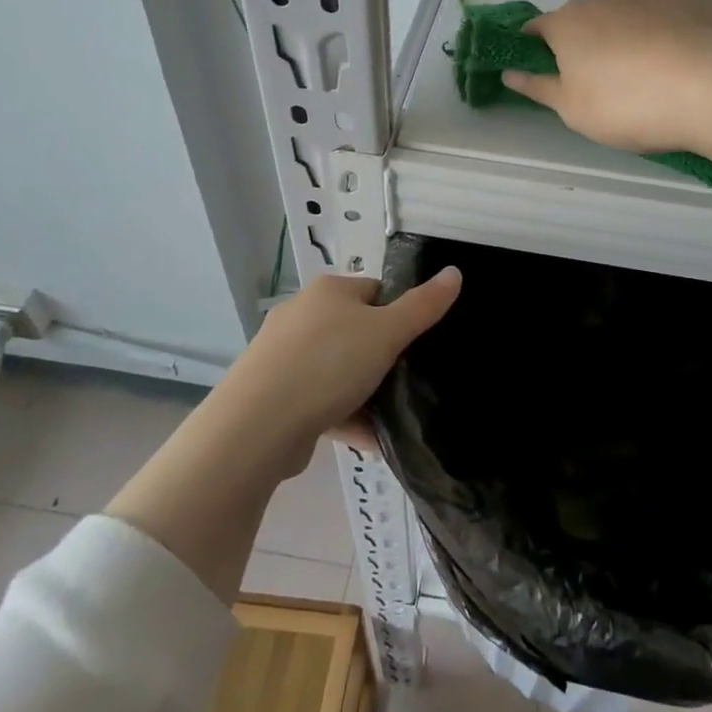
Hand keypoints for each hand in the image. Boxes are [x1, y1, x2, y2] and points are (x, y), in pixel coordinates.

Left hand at [219, 269, 461, 468]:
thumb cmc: (328, 364)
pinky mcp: (274, 394)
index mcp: (328, 291)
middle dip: (382, 357)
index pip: (375, 291)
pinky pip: (319, 400)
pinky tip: (370, 440)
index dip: (400, 314)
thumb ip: (423, 305)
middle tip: (407, 380)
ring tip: (393, 417)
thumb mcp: (387, 332)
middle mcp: (302, 315)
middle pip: (356, 331)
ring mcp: (283, 356)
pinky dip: (344, 416)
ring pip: (337, 369)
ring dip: (364, 392)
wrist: (256, 426)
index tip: (417, 343)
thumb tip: (454, 272)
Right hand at [503, 0, 711, 153]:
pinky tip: (687, 66)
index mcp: (570, 22)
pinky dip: (672, 35)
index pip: (538, 28)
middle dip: (591, 46)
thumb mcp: (573, 110)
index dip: (537, 49)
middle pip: (589, 21)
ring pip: (633, 16)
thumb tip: (509, 73)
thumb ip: (538, 88)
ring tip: (656, 78)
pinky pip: (673, 17)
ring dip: (633, 38)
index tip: (548, 73)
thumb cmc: (628, 104)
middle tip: (609, 87)